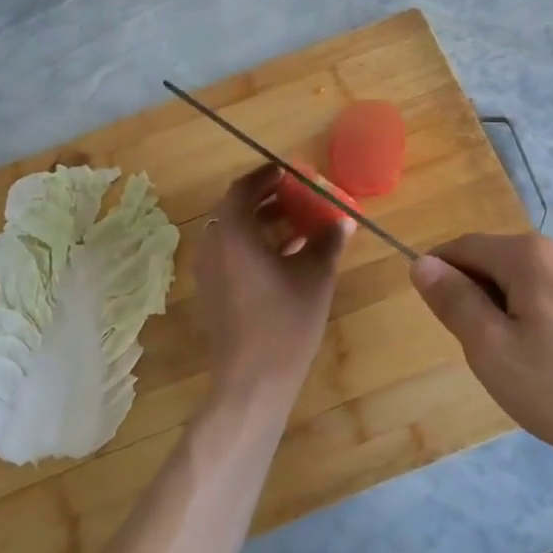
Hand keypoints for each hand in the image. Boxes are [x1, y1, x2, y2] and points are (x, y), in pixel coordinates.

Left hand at [195, 165, 351, 413]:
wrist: (252, 380)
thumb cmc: (285, 321)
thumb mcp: (315, 275)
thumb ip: (327, 241)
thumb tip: (343, 220)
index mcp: (233, 233)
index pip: (243, 189)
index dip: (265, 177)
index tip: (287, 172)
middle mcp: (213, 246)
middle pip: (235, 210)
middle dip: (266, 200)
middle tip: (296, 197)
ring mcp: (208, 272)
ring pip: (233, 235)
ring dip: (262, 225)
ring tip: (297, 226)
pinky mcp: (212, 293)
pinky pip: (231, 255)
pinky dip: (254, 247)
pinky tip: (285, 258)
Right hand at [409, 234, 552, 476]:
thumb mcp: (494, 351)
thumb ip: (455, 302)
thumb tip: (423, 263)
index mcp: (531, 255)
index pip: (466, 246)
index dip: (440, 270)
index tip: (433, 308)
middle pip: (502, 262)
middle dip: (481, 296)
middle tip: (483, 351)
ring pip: (534, 282)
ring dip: (514, 310)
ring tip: (525, 365)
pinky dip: (546, 319)